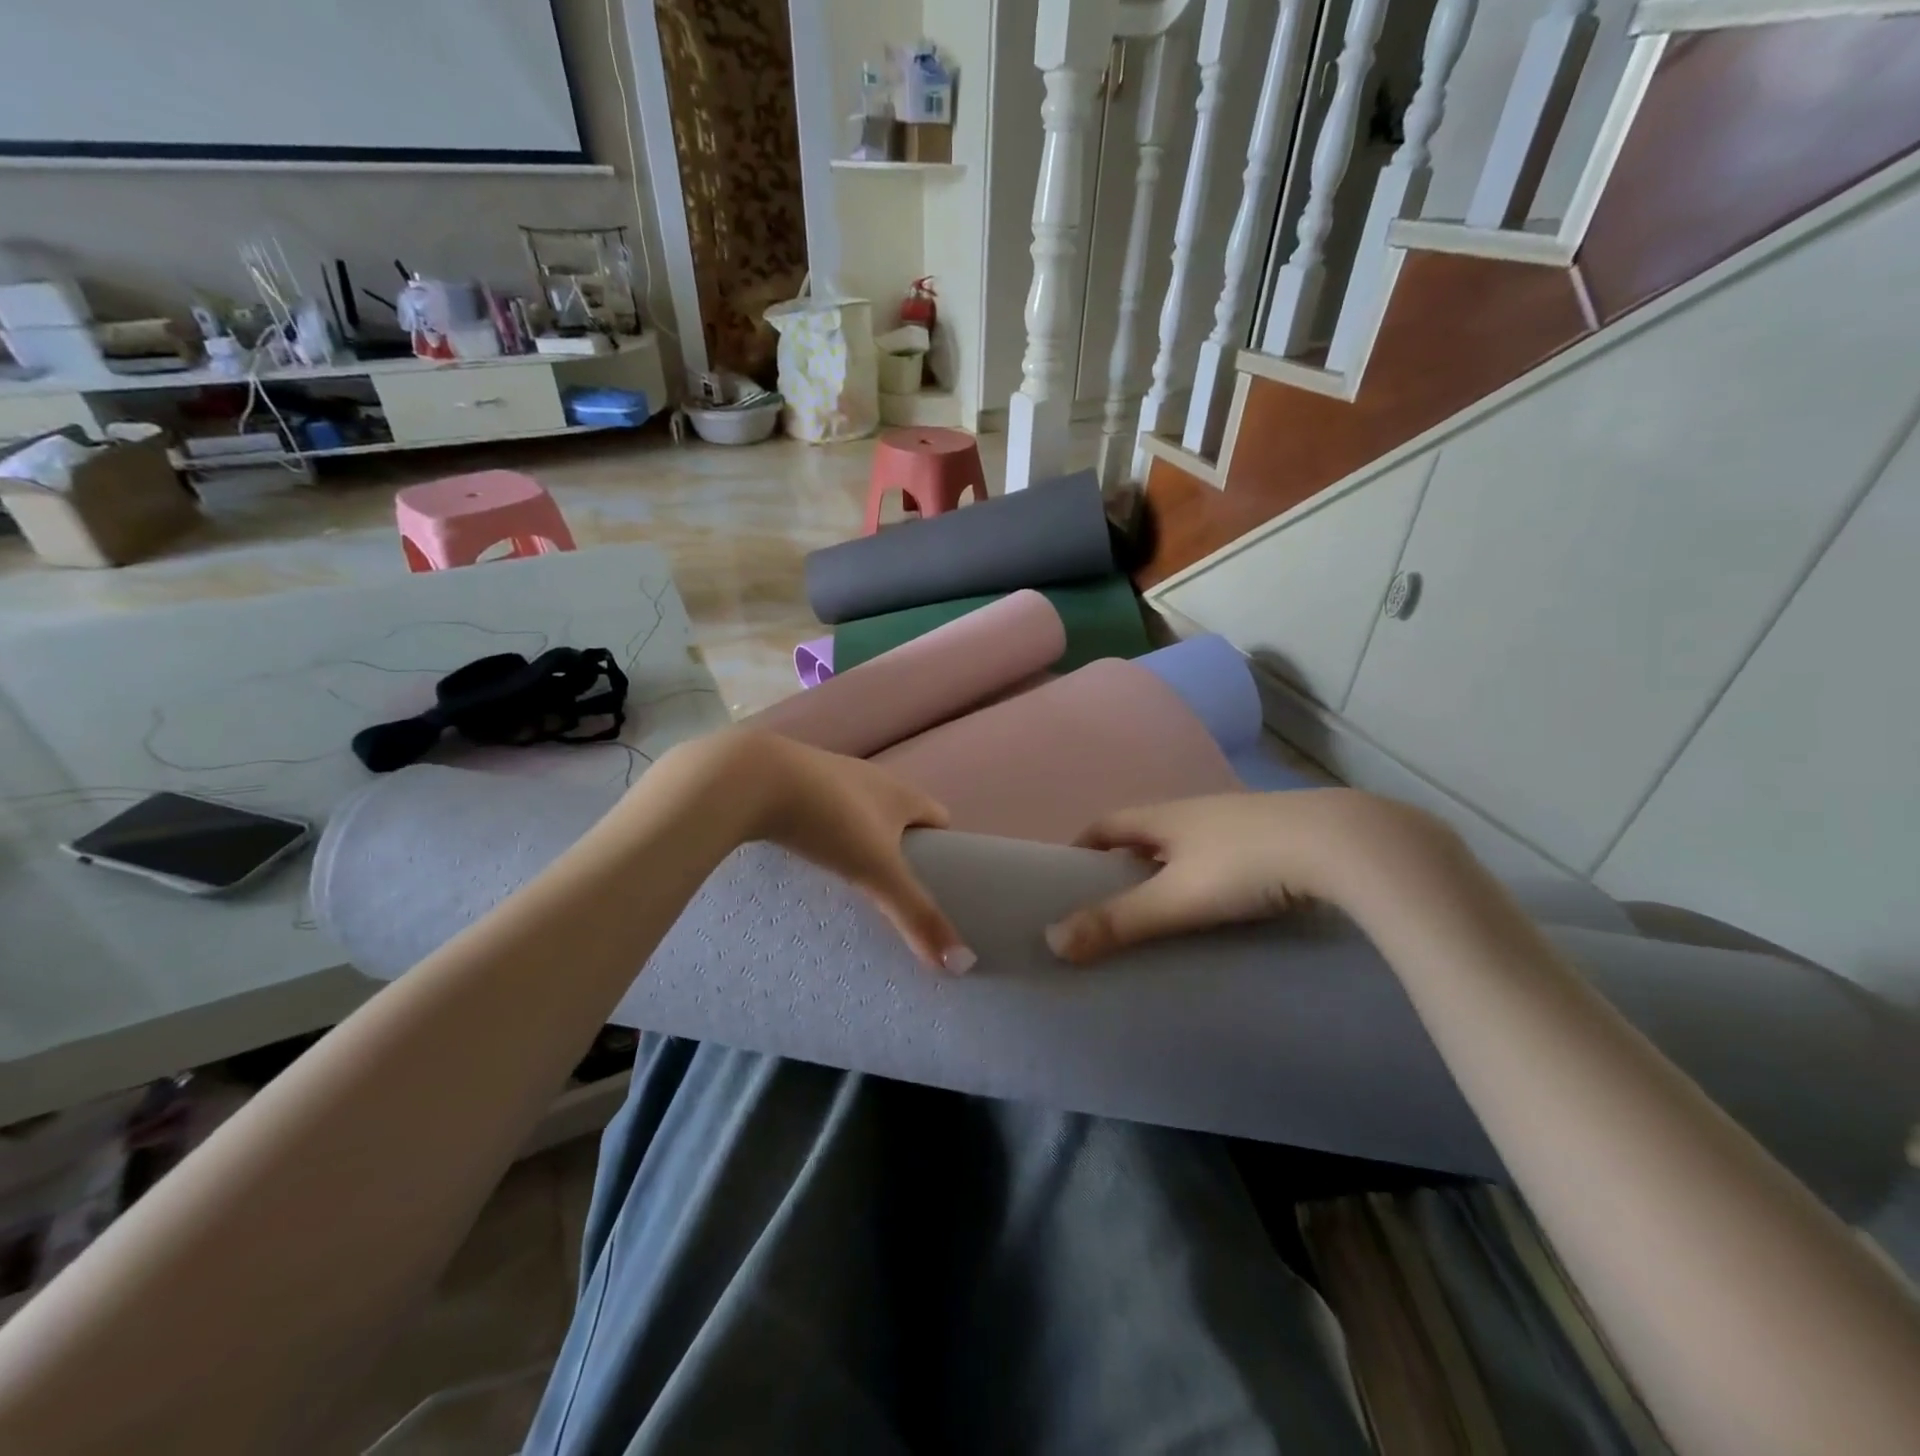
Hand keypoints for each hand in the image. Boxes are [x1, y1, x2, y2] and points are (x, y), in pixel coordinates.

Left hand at [666, 730, 970, 972]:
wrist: (752, 777)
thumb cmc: (830, 820)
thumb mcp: (877, 872)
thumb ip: (916, 916)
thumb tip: (963, 964)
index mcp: (899, 792)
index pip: (938, 816)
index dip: (944, 847)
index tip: (939, 882)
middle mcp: (869, 776)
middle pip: (897, 813)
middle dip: (899, 847)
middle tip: (891, 888)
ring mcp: (827, 773)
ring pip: (856, 809)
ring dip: (857, 837)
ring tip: (847, 877)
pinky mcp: (789, 778)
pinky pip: (817, 806)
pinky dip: (819, 829)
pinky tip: (803, 853)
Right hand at [1045, 789, 1465, 963]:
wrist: (1345, 845)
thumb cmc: (1246, 865)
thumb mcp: (1176, 898)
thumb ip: (1118, 921)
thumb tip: (1052, 941)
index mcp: (1165, 816)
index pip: (1106, 823)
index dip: (1081, 845)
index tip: (1066, 876)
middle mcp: (1197, 810)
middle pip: (1145, 832)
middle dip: (1123, 862)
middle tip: (1111, 904)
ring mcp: (1240, 820)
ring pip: (1188, 843)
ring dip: (1168, 869)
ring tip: (1164, 911)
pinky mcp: (1277, 837)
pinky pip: (1224, 854)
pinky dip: (1208, 875)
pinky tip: (1224, 903)